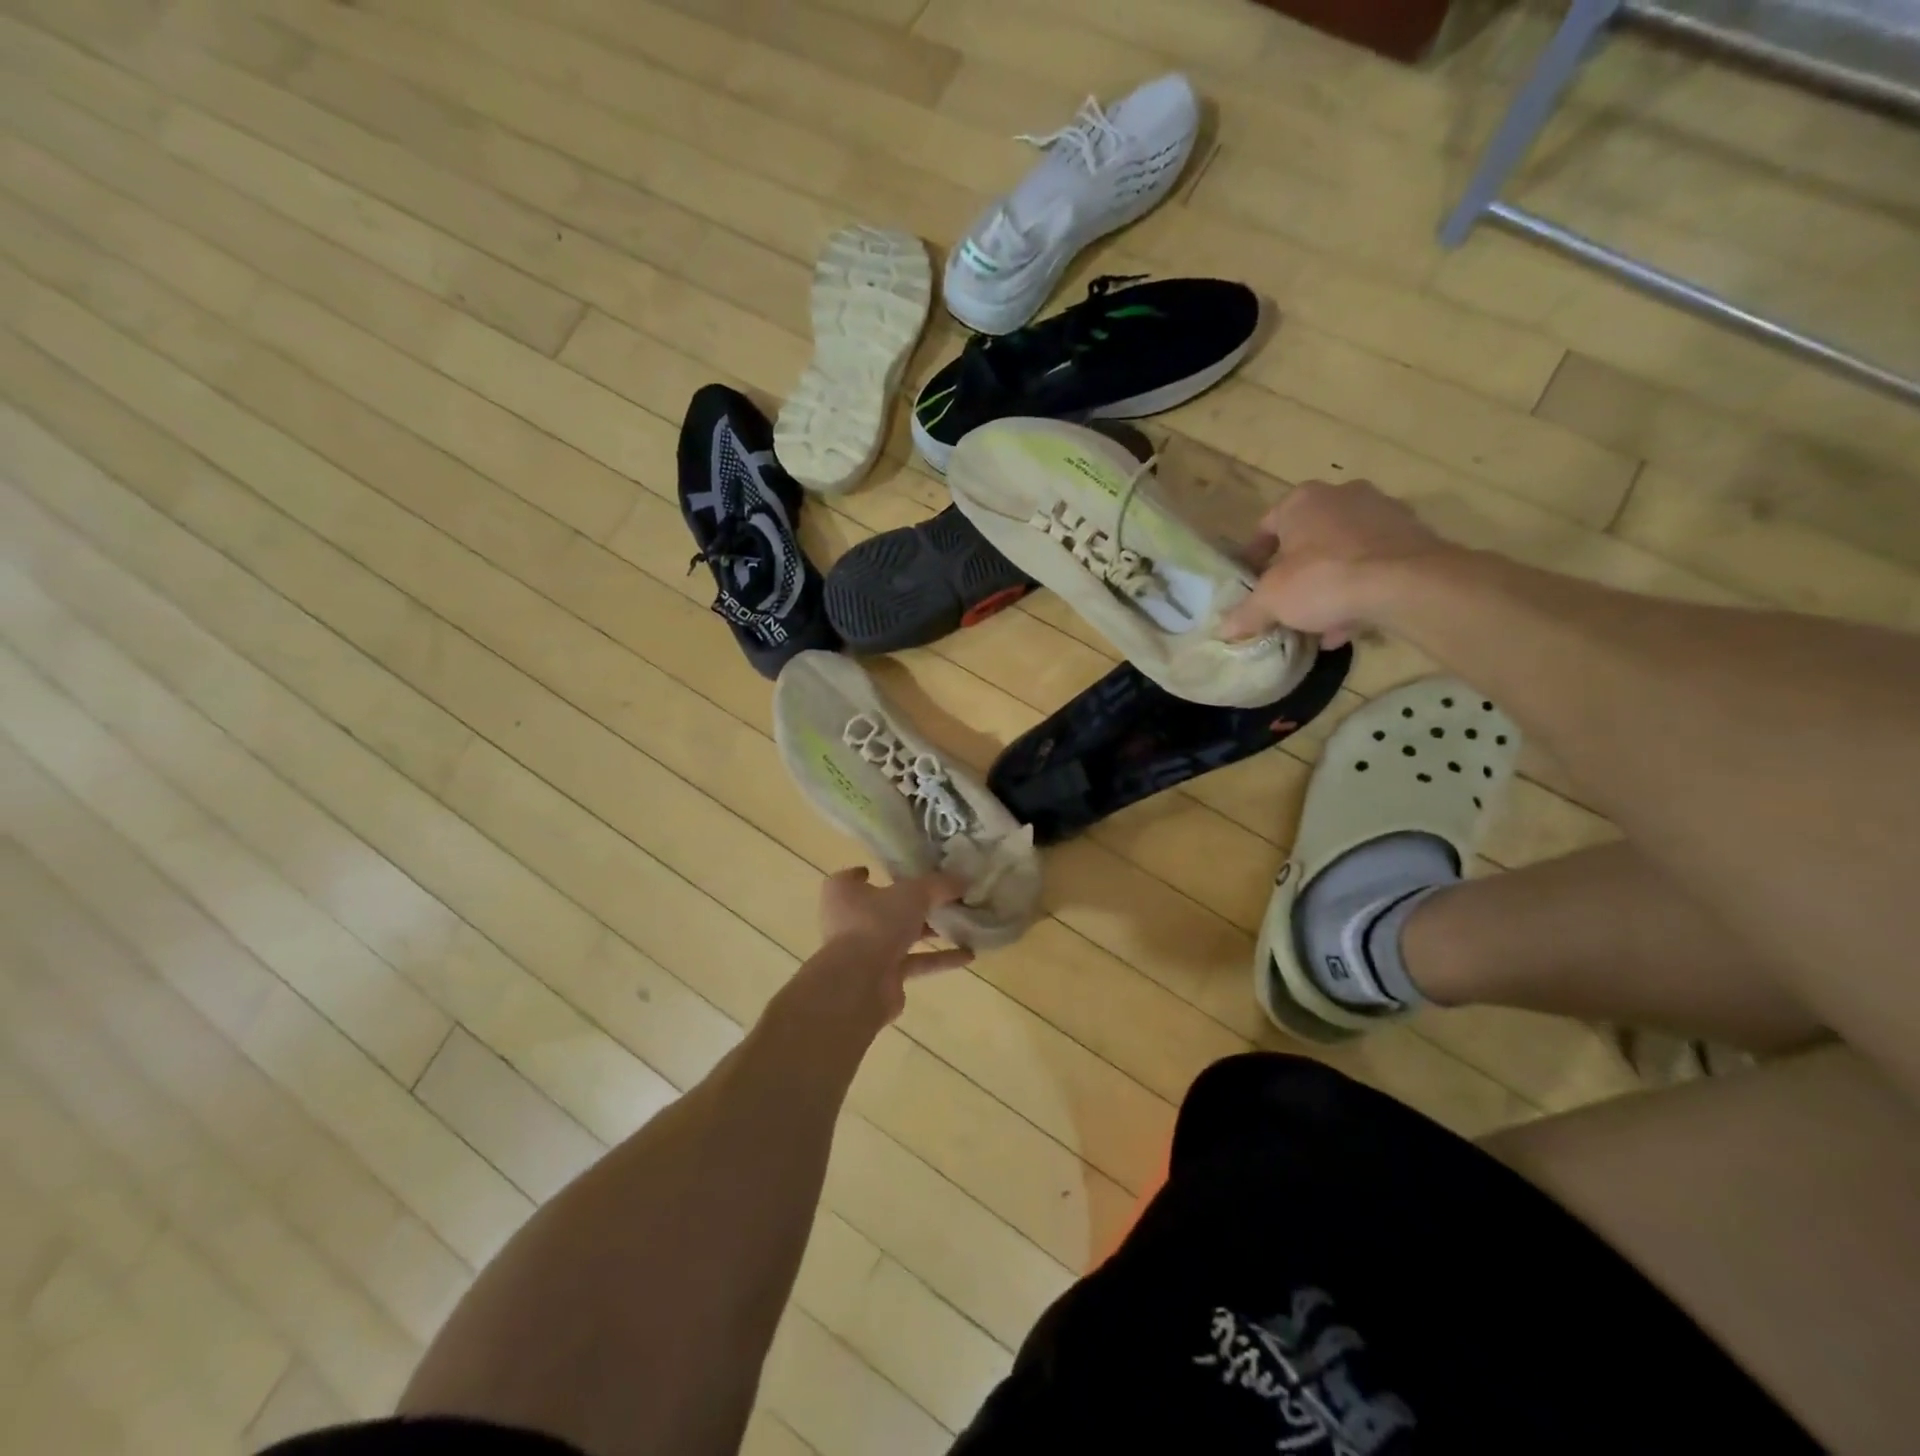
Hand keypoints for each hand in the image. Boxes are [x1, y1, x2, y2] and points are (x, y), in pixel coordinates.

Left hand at [808, 867, 974, 1024]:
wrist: (860, 983)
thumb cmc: (876, 923)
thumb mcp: (913, 894)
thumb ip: (939, 885)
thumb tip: (964, 879)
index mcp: (844, 894)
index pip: (851, 879)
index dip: (869, 874)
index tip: (893, 872)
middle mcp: (849, 921)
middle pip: (883, 908)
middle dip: (912, 905)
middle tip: (942, 897)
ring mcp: (865, 952)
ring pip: (900, 937)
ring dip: (928, 932)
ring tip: (961, 924)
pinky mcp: (883, 977)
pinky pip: (914, 962)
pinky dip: (938, 958)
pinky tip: (967, 955)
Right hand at [1221, 480, 1455, 646]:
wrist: (1407, 584)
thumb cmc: (1324, 579)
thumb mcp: (1271, 601)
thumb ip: (1246, 613)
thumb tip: (1224, 629)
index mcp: (1302, 500)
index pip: (1266, 526)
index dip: (1254, 558)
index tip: (1252, 585)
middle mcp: (1342, 496)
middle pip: (1307, 540)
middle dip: (1295, 573)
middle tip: (1286, 603)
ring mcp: (1382, 513)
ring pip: (1342, 554)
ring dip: (1328, 586)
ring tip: (1318, 622)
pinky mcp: (1413, 537)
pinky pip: (1374, 565)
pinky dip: (1359, 591)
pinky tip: (1348, 625)